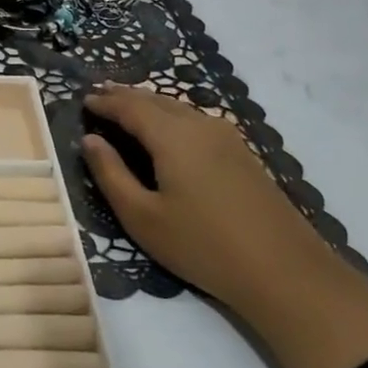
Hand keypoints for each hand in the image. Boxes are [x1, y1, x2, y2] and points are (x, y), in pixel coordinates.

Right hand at [82, 84, 367, 367]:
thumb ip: (111, 174)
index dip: (104, 102)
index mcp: (172, 135)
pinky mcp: (242, 153)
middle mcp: (200, 124)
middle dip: (125, 96)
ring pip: (179, 109)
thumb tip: (90, 140)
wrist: (284, 271)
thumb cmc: (202, 245)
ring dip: (149, 105)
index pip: (130, 106)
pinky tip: (167, 131)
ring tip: (127, 108)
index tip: (82, 100)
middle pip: (155, 100)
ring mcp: (227, 137)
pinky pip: (196, 121)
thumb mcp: (142, 216)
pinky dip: (171, 117)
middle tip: (99, 96)